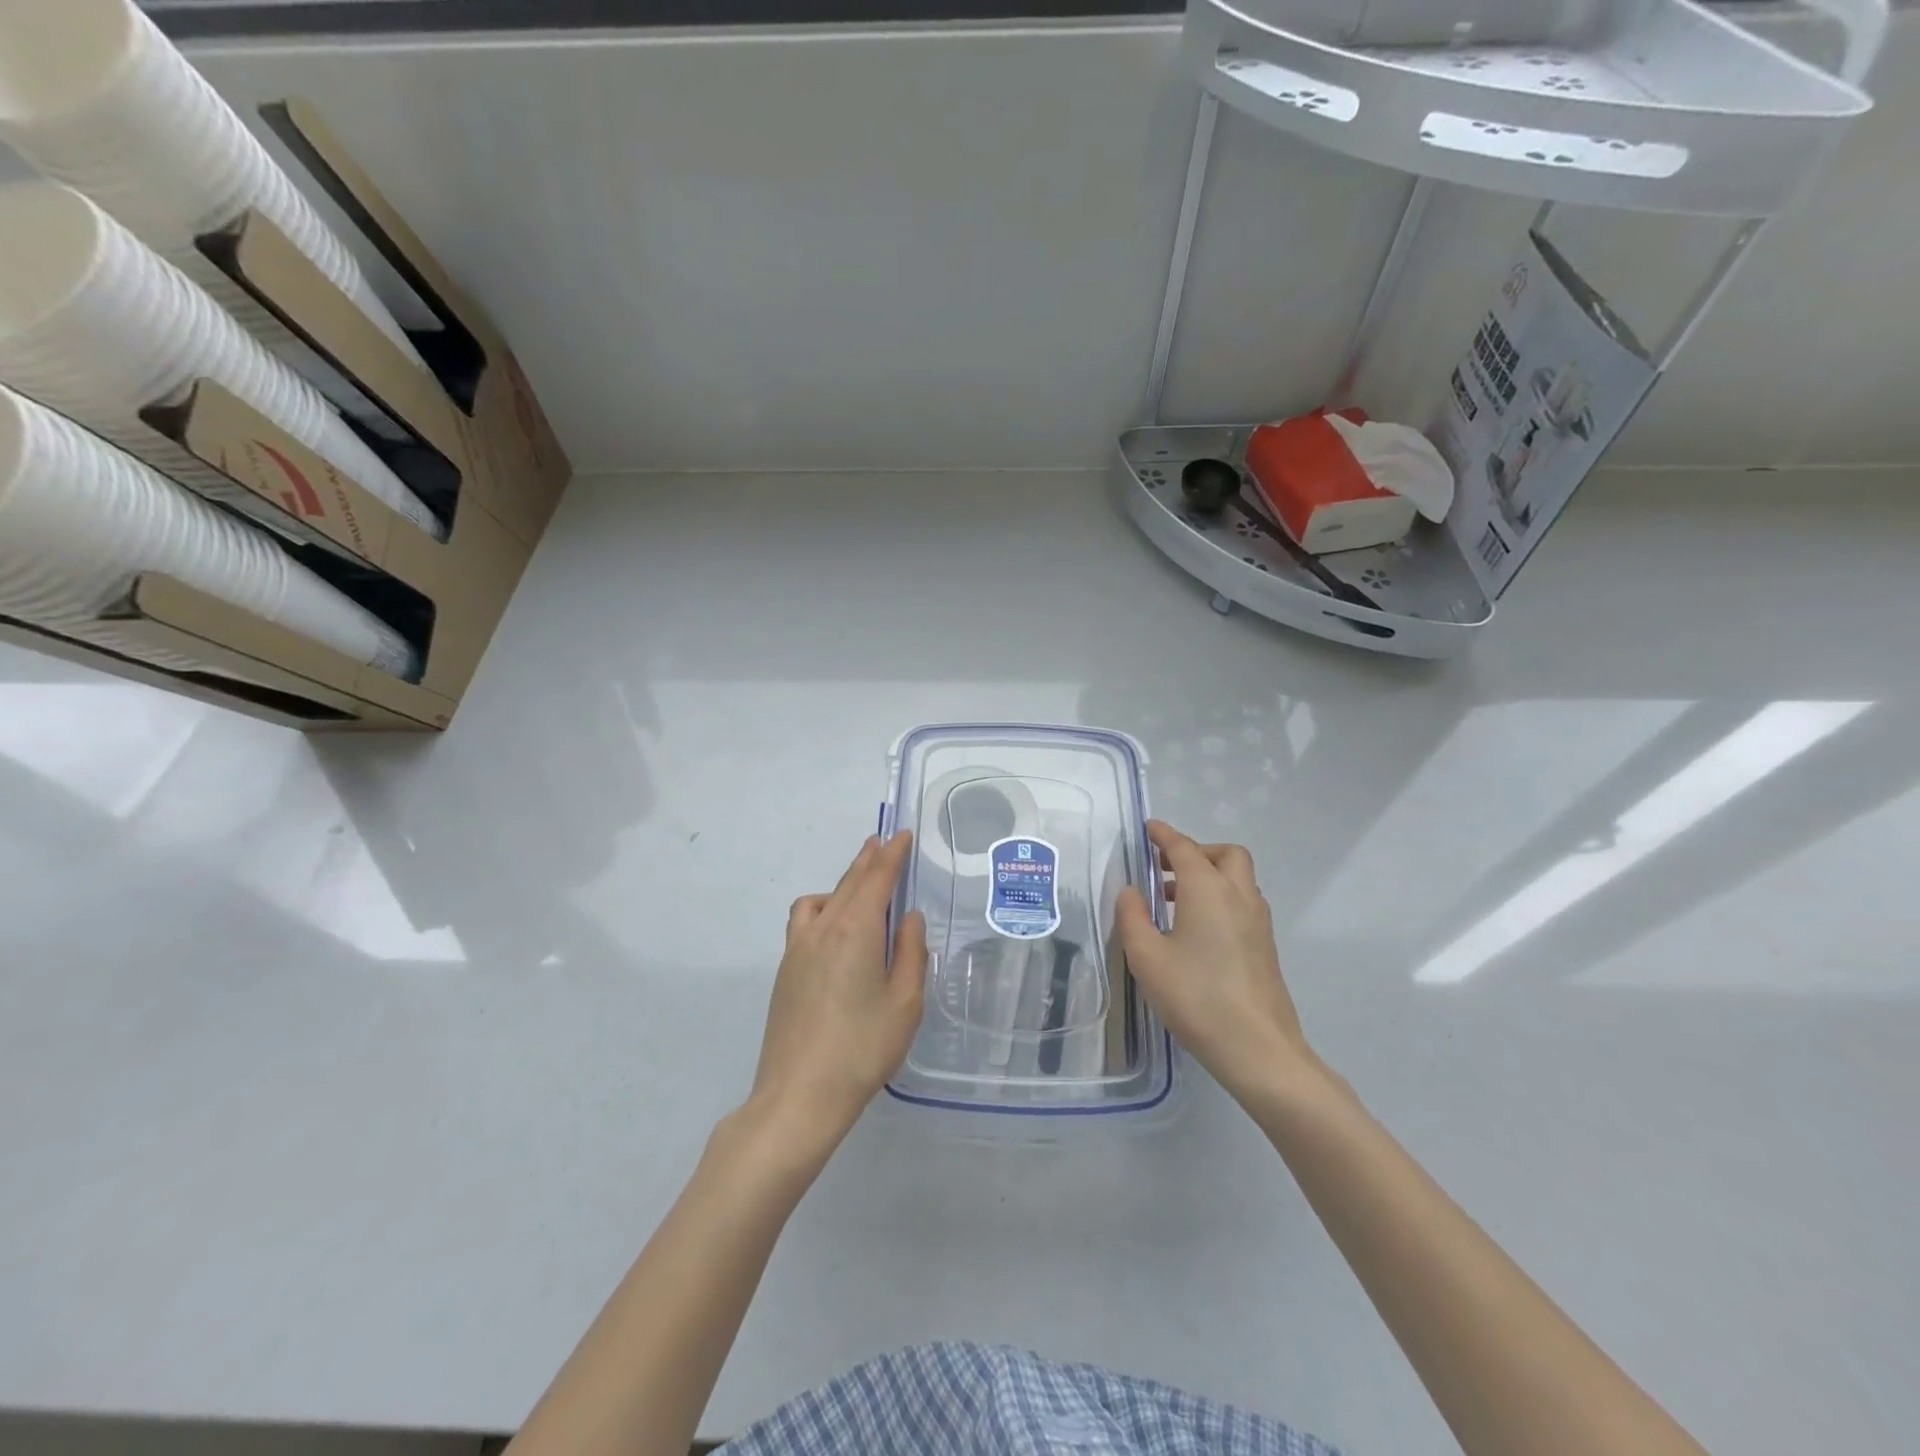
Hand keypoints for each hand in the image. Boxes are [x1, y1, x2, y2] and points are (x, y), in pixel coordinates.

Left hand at [745, 833, 926, 1160]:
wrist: (799, 1096)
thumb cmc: (863, 1049)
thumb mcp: (905, 1002)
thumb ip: (911, 953)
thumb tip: (908, 917)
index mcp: (856, 930)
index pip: (876, 879)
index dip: (891, 854)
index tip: (902, 835)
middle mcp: (823, 929)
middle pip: (848, 883)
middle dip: (868, 860)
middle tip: (883, 843)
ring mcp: (797, 949)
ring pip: (822, 898)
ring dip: (843, 883)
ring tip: (861, 886)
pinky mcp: (785, 970)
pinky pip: (803, 920)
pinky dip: (822, 907)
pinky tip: (834, 928)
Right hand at [1115, 820, 1314, 1100]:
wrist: (1258, 1049)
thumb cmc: (1196, 997)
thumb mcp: (1147, 957)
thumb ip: (1132, 917)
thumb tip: (1132, 892)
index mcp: (1207, 889)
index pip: (1184, 848)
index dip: (1164, 835)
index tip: (1148, 829)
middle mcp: (1238, 895)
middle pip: (1224, 855)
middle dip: (1195, 851)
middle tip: (1164, 866)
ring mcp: (1258, 921)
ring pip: (1237, 878)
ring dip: (1208, 875)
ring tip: (1171, 899)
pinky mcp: (1265, 945)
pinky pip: (1242, 902)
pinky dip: (1219, 897)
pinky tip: (1195, 928)